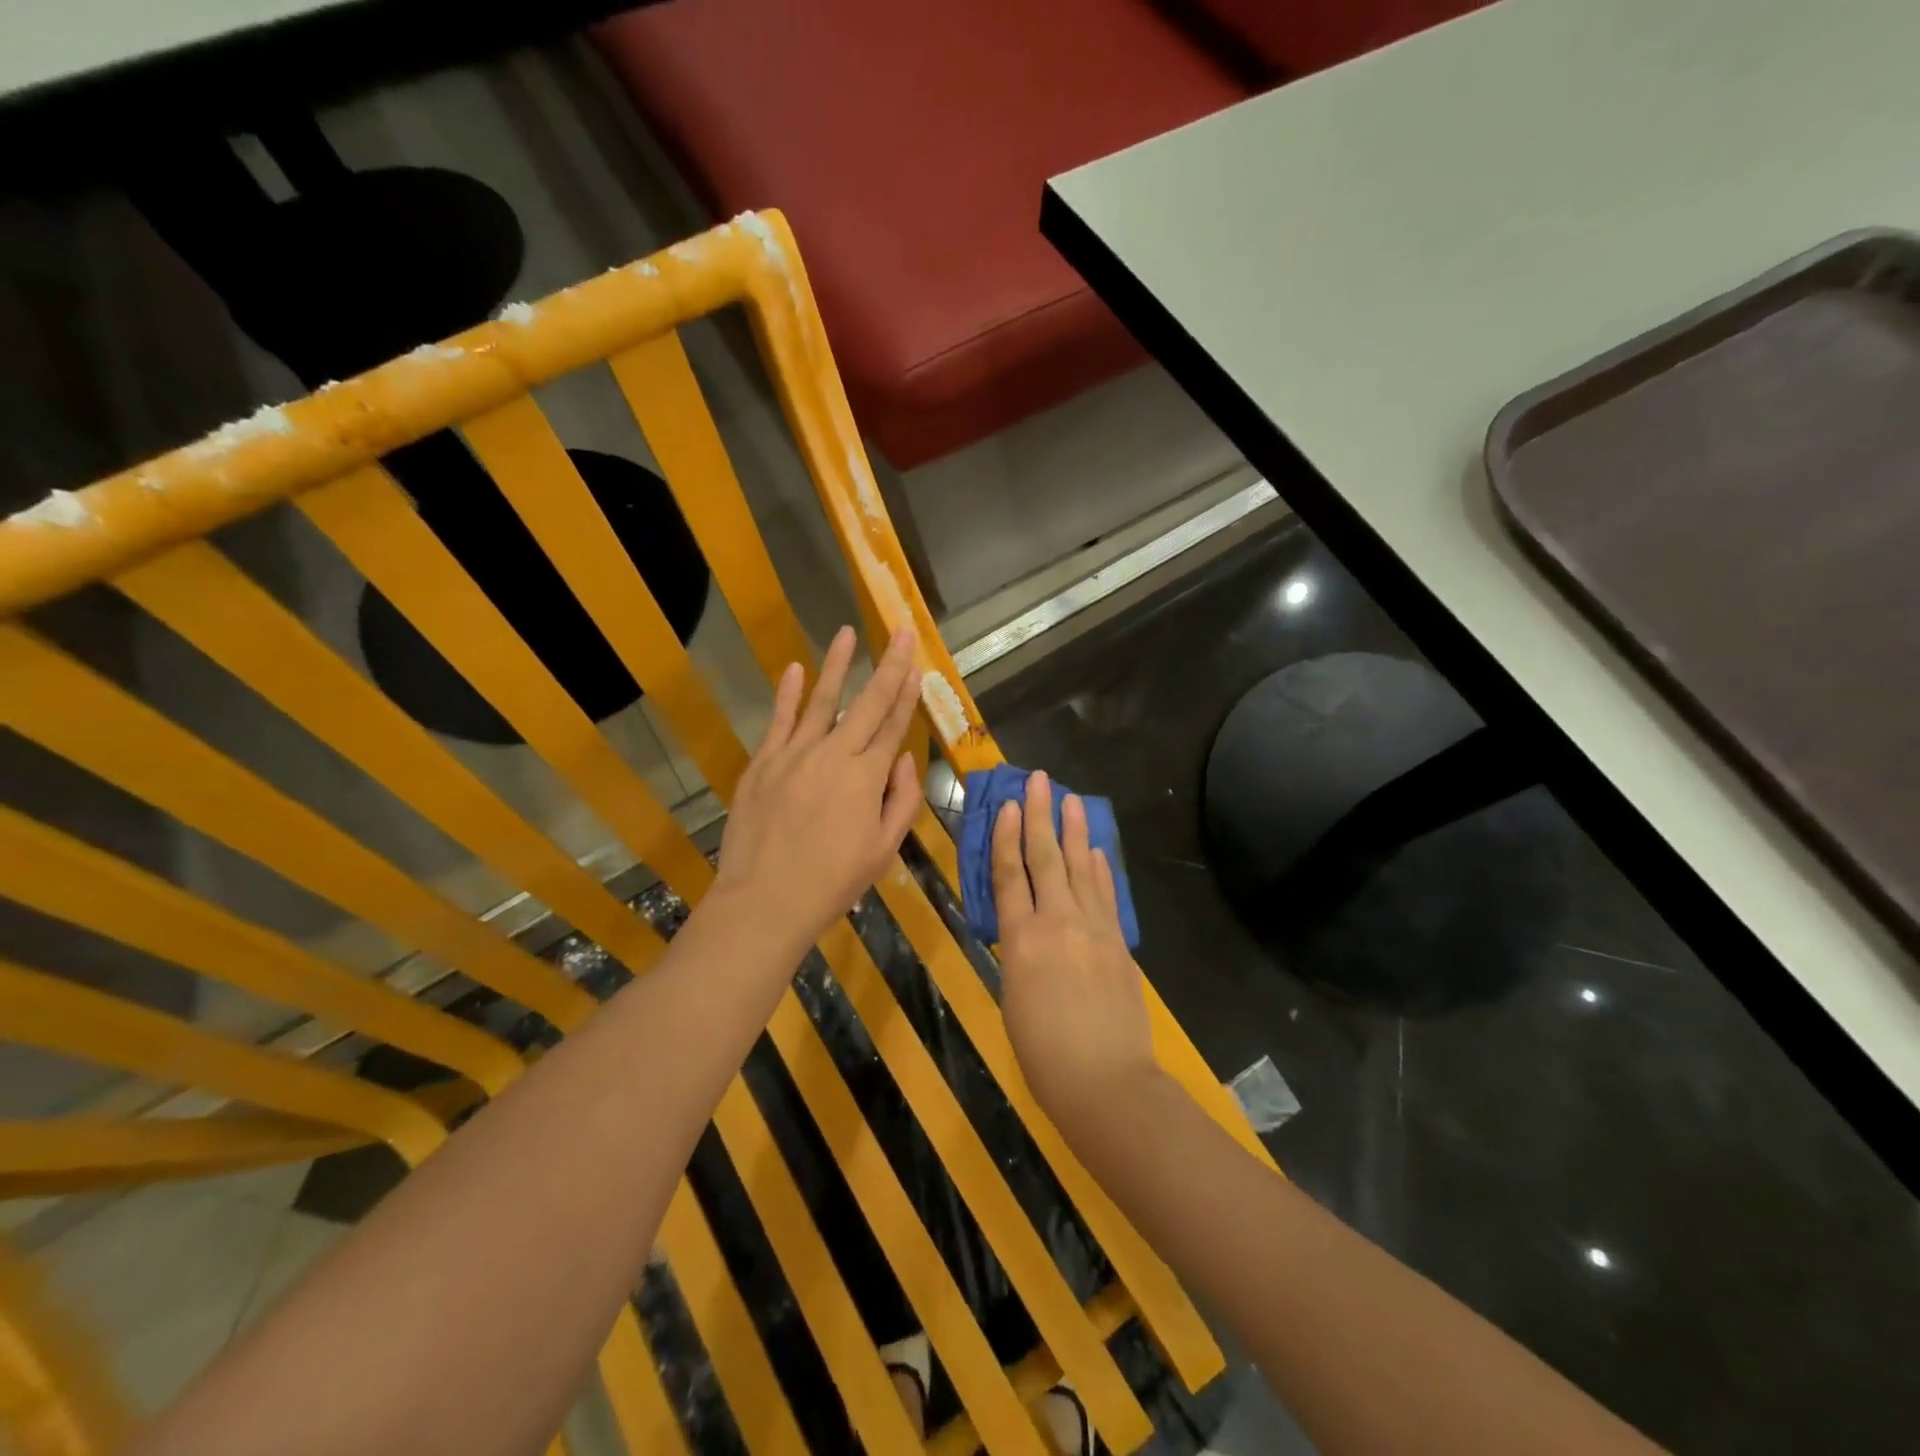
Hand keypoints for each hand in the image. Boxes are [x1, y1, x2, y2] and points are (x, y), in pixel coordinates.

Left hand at [714, 625, 921, 947]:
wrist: (765, 899)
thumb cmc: (833, 881)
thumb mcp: (884, 849)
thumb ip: (901, 800)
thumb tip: (905, 759)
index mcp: (867, 777)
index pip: (893, 726)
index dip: (907, 693)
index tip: (916, 664)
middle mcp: (834, 754)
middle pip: (867, 703)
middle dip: (887, 666)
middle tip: (899, 632)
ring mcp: (795, 754)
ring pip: (822, 701)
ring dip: (837, 665)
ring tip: (847, 633)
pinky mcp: (763, 762)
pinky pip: (779, 720)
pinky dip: (788, 694)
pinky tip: (797, 669)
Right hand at [993, 772, 1161, 1141]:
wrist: (1106, 1082)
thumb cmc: (1044, 1054)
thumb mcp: (1013, 999)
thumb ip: (1018, 955)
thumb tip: (1024, 928)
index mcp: (1020, 941)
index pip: (1009, 877)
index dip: (1007, 838)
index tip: (1009, 805)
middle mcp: (1056, 923)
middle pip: (1046, 859)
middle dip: (1041, 816)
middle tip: (1040, 780)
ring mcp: (1093, 929)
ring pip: (1080, 868)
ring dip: (1075, 832)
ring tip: (1072, 800)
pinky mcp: (1118, 942)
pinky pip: (1105, 895)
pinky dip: (1099, 869)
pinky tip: (1095, 851)